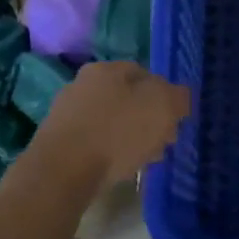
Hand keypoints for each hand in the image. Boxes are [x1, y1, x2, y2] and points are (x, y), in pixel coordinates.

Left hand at [28, 61, 190, 190]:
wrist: (63, 170)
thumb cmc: (117, 132)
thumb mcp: (162, 107)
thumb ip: (178, 97)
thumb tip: (179, 96)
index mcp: (106, 68)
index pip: (145, 74)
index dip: (166, 96)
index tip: (175, 121)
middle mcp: (83, 83)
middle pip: (127, 99)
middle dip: (148, 120)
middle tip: (162, 143)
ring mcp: (67, 112)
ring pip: (111, 121)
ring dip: (130, 137)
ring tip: (143, 160)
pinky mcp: (58, 140)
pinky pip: (95, 141)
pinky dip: (109, 151)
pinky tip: (118, 168)